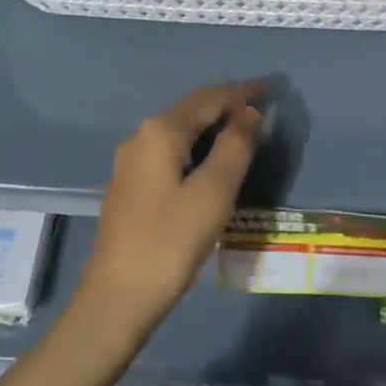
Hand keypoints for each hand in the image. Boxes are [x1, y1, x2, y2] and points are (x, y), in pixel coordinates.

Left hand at [75, 82, 265, 341]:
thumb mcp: (213, 193)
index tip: (269, 87)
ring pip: (179, 128)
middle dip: (225, 103)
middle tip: (258, 105)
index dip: (241, 92)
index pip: (209, 98)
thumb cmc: (170, 243)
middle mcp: (142, 135)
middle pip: (191, 108)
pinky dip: (195, 143)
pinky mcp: (130, 184)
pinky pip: (169, 148)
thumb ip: (235, 147)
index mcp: (162, 130)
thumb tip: (249, 113)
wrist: (115, 299)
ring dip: (210, 124)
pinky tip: (208, 159)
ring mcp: (132, 160)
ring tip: (239, 128)